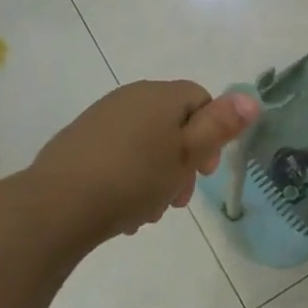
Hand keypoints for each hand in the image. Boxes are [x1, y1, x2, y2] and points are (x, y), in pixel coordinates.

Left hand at [30, 81, 260, 244]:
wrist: (56, 206)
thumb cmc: (133, 180)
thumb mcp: (186, 157)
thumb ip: (220, 126)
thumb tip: (251, 98)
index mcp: (160, 96)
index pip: (201, 99)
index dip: (212, 134)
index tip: (207, 171)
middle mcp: (130, 97)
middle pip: (172, 123)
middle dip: (183, 161)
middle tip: (179, 198)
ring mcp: (100, 118)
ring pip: (145, 142)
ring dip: (157, 174)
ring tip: (150, 212)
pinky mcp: (78, 141)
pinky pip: (118, 153)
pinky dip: (129, 176)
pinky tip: (124, 210)